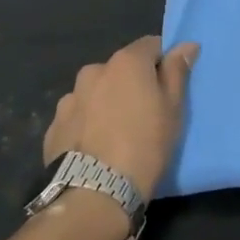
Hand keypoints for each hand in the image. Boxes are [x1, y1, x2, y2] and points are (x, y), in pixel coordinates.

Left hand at [44, 36, 198, 195]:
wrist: (95, 195)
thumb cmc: (145, 145)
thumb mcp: (173, 109)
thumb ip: (177, 71)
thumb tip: (186, 44)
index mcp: (126, 62)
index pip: (150, 45)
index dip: (162, 63)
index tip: (168, 87)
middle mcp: (94, 70)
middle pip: (120, 69)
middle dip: (131, 84)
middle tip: (144, 114)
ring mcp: (70, 98)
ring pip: (96, 92)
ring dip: (105, 103)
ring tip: (115, 135)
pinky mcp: (53, 127)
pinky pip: (77, 116)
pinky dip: (86, 124)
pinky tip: (94, 148)